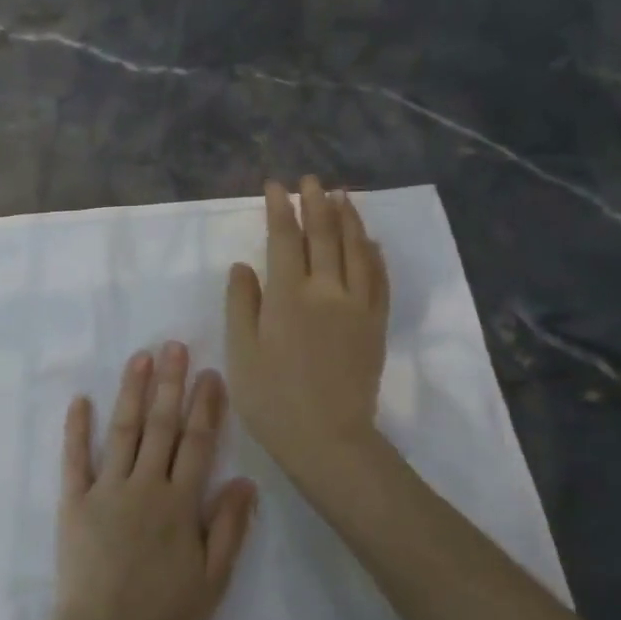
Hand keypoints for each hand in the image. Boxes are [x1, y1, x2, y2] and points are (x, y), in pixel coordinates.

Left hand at [50, 343, 257, 619]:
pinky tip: (80, 400)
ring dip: (132, 391)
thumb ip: (228, 528)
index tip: (211, 374)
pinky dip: (77, 428)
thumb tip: (245, 479)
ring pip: (122, 430)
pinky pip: (75, 458)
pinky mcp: (73, 502)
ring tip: (140, 357)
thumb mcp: (212, 581)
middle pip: (160, 426)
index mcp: (180, 504)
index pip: (197, 443)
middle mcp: (144, 486)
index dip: (206, 407)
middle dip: (170, 383)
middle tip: (174, 346)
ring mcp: (105, 490)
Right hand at [225, 178, 390, 492]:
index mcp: (288, 295)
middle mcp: (327, 290)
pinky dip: (374, 254)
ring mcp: (358, 306)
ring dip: (348, 219)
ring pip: (356, 249)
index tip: (276, 186)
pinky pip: (379, 278)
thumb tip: (243, 266)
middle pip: (324, 235)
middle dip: (315, 203)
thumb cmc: (272, 398)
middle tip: (310, 180)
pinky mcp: (376, 324)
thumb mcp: (241, 351)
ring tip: (341, 196)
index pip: (284, 239)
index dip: (279, 209)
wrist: (328, 439)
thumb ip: (241, 303)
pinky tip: (371, 241)